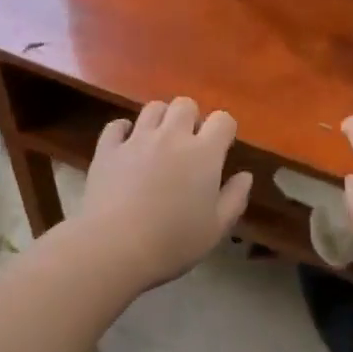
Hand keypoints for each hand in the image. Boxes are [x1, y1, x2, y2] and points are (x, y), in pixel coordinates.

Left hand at [79, 98, 252, 286]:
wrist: (114, 247)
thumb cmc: (173, 242)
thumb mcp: (216, 229)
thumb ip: (235, 198)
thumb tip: (245, 175)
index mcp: (203, 153)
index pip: (223, 120)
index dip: (224, 130)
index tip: (222, 148)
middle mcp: (171, 136)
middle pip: (185, 104)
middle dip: (191, 118)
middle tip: (189, 144)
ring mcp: (136, 139)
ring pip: (153, 108)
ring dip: (160, 119)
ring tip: (159, 142)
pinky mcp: (108, 148)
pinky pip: (117, 125)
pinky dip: (124, 131)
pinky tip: (127, 147)